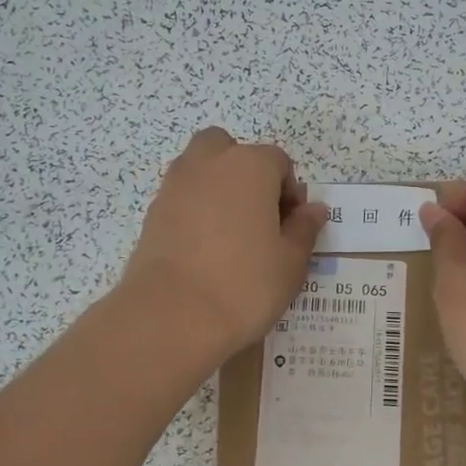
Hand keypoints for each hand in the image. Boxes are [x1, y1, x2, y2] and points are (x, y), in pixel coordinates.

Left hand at [122, 128, 326, 357]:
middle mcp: (209, 164)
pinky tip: (204, 250)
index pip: (278, 162)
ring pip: (201, 170)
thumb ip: (303, 229)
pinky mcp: (152, 213)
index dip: (290, 193)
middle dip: (245, 173)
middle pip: (229, 150)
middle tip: (258, 216)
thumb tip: (313, 209)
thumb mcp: (290, 262)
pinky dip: (195, 212)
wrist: (172, 315)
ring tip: (231, 235)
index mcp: (249, 166)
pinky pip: (182, 198)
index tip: (291, 227)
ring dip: (218, 189)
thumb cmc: (245, 285)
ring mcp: (175, 186)